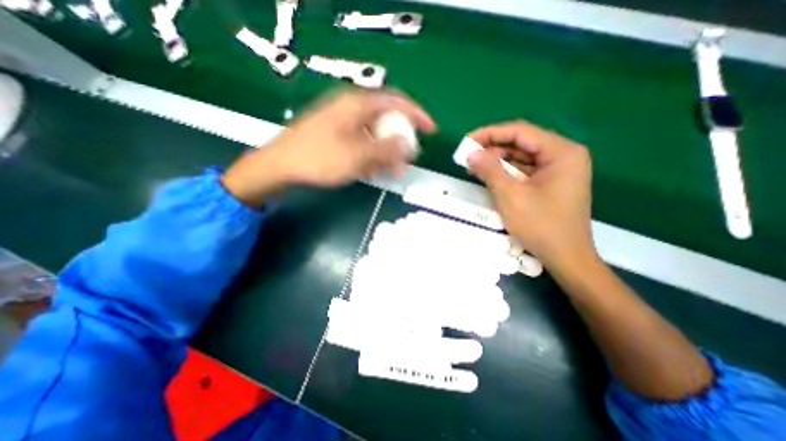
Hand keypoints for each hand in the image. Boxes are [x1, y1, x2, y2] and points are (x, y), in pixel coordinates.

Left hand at [221, 90, 435, 208]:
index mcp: (358, 104)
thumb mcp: (358, 156)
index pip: (397, 102)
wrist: (282, 165)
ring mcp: (343, 120)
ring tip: (391, 170)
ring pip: (374, 132)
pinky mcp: (336, 133)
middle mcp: (352, 107)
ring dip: (386, 151)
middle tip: (407, 160)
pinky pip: (362, 140)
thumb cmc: (320, 158)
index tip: (431, 131)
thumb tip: (409, 144)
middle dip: (400, 140)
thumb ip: (387, 149)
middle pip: (386, 119)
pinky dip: (371, 154)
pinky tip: (371, 169)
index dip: (418, 116)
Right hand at [470, 120, 592, 265]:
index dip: (490, 134)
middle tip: (468, 156)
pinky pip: (523, 171)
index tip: (467, 141)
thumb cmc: (541, 226)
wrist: (566, 258)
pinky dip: (505, 172)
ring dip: (496, 161)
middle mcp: (562, 155)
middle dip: (492, 148)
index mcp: (561, 152)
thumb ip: (490, 171)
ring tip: (473, 166)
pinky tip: (488, 176)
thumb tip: (470, 154)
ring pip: (521, 157)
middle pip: (521, 143)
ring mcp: (557, 170)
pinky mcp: (550, 183)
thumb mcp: (511, 196)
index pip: (520, 132)